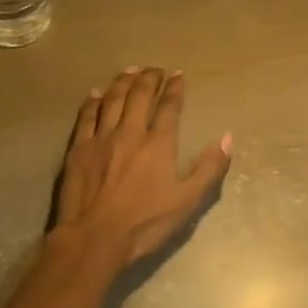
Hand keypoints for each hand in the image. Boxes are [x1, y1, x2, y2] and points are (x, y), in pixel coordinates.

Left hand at [53, 68, 232, 269]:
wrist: (94, 239)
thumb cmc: (145, 224)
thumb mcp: (188, 202)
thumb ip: (210, 168)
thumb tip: (228, 138)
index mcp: (159, 144)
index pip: (169, 107)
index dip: (174, 88)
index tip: (178, 75)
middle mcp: (130, 132)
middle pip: (139, 96)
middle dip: (150, 78)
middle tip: (156, 69)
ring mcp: (101, 139)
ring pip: (112, 100)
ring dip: (123, 82)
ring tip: (131, 70)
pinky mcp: (78, 149)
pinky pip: (86, 117)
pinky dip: (93, 102)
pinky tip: (96, 93)